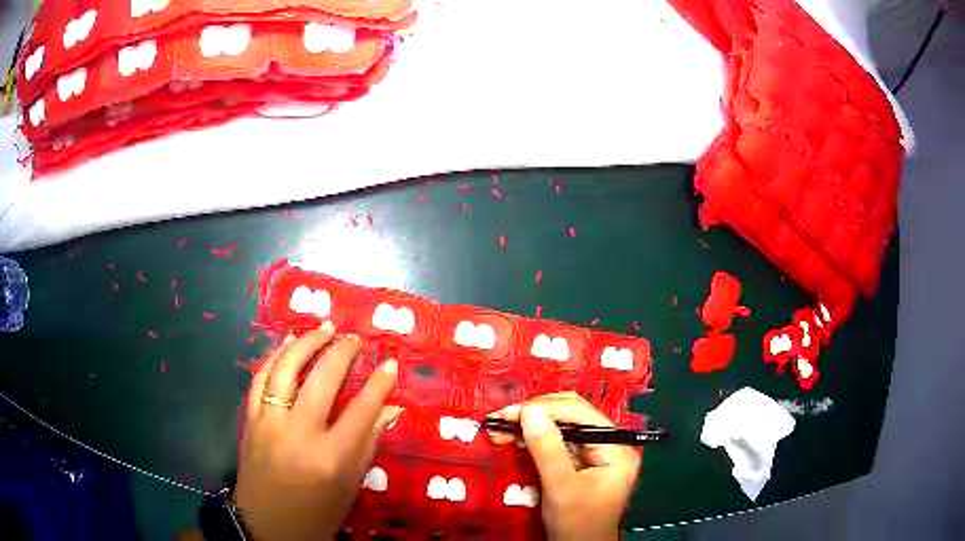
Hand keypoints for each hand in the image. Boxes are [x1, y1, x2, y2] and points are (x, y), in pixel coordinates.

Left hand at [236, 322, 401, 540]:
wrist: (266, 526)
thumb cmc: (316, 513)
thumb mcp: (349, 486)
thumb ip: (368, 444)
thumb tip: (392, 409)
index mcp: (331, 458)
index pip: (362, 411)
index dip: (379, 384)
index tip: (390, 364)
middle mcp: (299, 434)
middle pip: (323, 380)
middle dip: (342, 353)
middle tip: (355, 339)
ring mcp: (270, 423)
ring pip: (286, 370)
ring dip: (306, 343)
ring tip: (323, 328)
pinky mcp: (251, 420)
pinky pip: (260, 379)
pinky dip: (274, 356)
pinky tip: (287, 343)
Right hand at [488, 392, 641, 540]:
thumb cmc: (576, 523)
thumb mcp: (561, 488)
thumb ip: (547, 449)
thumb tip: (528, 411)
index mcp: (616, 447)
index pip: (581, 413)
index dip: (544, 408)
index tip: (508, 412)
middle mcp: (610, 443)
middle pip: (573, 414)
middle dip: (537, 414)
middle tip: (503, 418)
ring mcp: (597, 452)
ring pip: (564, 425)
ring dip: (533, 424)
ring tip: (503, 427)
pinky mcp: (582, 462)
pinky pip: (559, 441)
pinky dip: (536, 438)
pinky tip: (517, 439)